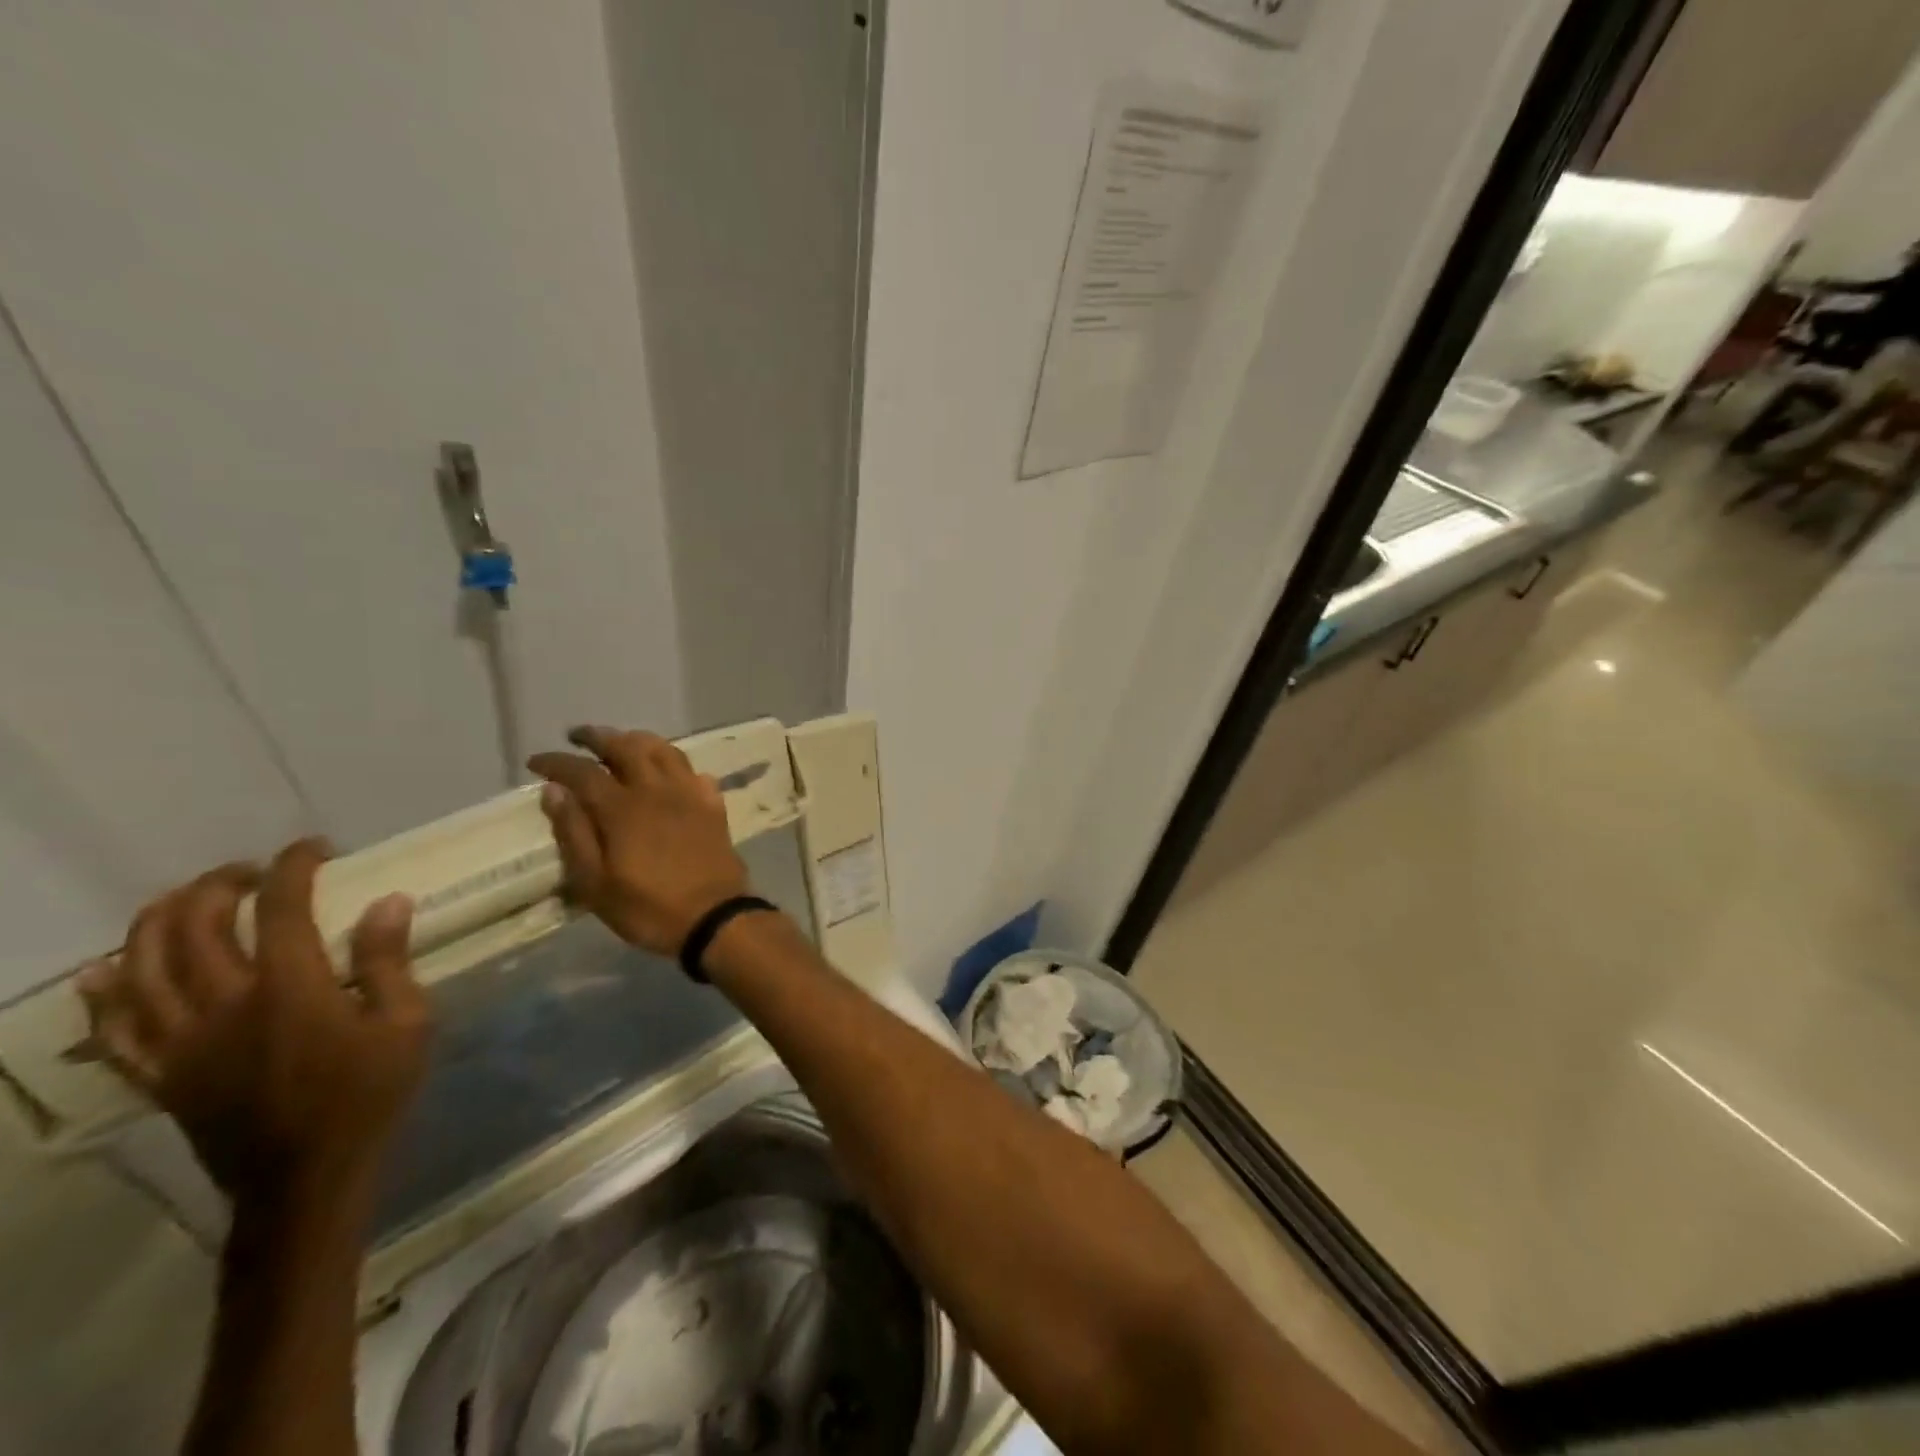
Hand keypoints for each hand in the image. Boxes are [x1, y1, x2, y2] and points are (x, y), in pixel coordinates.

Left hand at [77, 840, 431, 1208]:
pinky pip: (113, 1030)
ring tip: (182, 900)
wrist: (306, 1178)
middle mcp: (224, 1006)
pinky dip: (104, 995)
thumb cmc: (369, 1094)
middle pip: (195, 928)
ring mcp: (181, 1043)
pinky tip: (106, 971)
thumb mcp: (407, 1024)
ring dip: (156, 923)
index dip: (294, 867)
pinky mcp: (160, 1075)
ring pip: (140, 968)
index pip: (281, 909)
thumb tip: (387, 902)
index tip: (314, 849)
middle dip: (218, 886)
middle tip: (250, 873)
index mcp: (290, 990)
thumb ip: (389, 962)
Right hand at [528, 726, 750, 954]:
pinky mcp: (713, 805)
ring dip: (638, 740)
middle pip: (627, 746)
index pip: (583, 771)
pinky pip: (694, 771)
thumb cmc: (648, 907)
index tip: (536, 761)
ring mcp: (690, 794)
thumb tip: (555, 791)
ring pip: (664, 750)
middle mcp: (657, 789)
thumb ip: (574, 833)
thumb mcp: (594, 883)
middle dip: (598, 737)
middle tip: (578, 736)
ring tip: (622, 743)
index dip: (557, 762)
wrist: (714, 917)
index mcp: (622, 808)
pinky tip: (668, 773)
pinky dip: (675, 765)